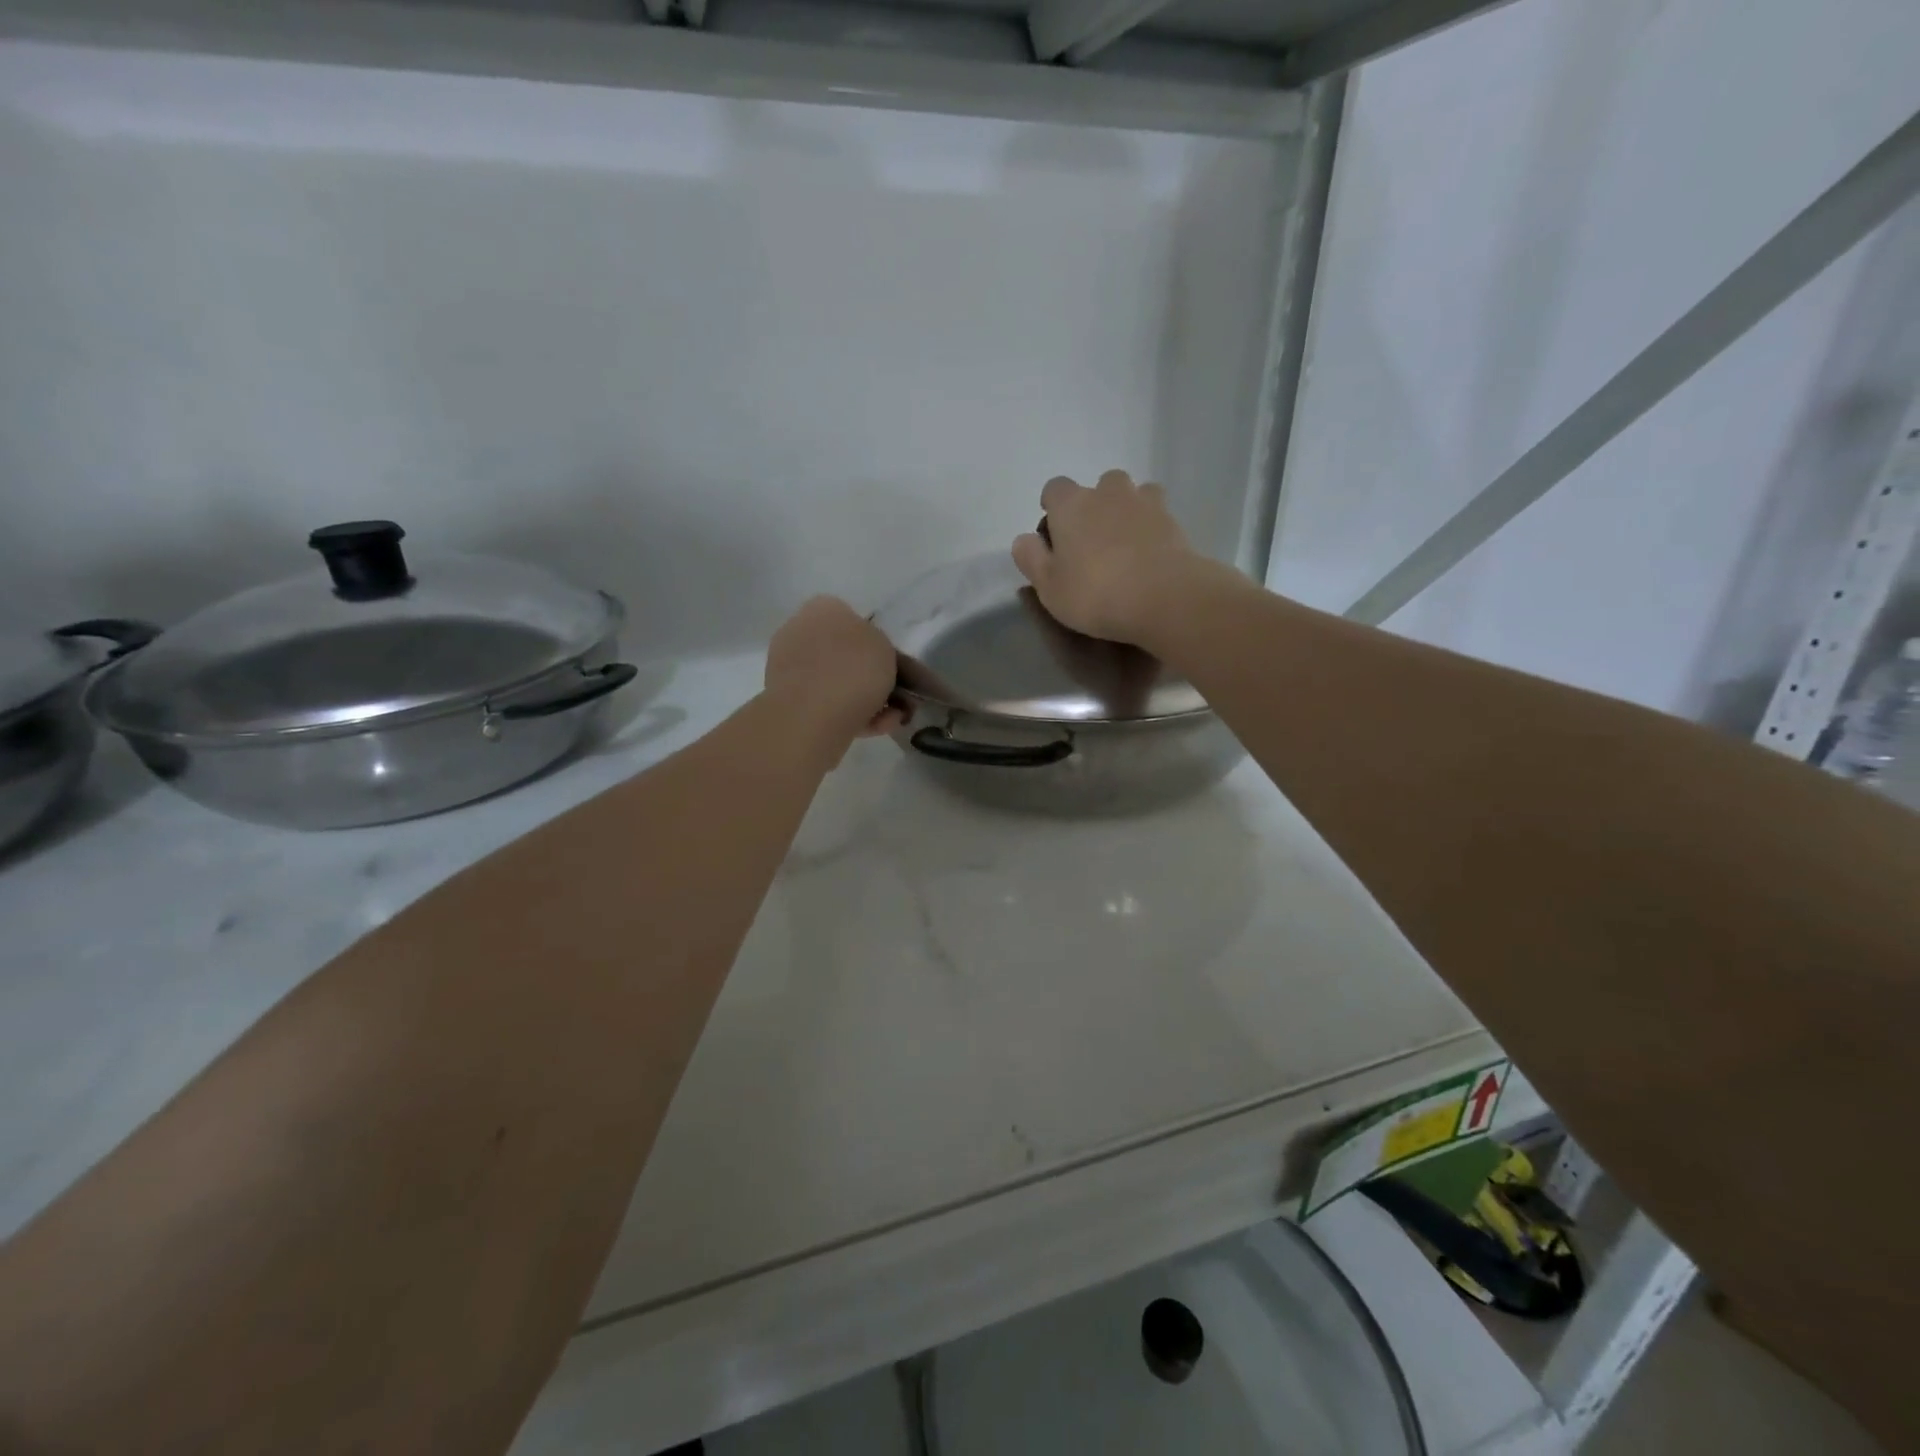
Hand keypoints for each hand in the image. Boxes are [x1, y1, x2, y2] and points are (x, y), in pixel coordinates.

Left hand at [764, 596, 903, 756]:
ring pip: (836, 682)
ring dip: (866, 699)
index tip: (892, 665)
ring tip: (891, 719)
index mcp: (823, 608)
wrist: (813, 714)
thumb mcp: (887, 648)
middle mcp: (800, 631)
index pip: (852, 618)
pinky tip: (875, 728)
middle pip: (844, 653)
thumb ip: (881, 648)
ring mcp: (789, 667)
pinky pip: (826, 704)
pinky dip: (851, 714)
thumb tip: (872, 657)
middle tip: (895, 695)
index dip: (876, 643)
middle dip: (870, 676)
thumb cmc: (854, 669)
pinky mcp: (787, 701)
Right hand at [1011, 471, 1204, 644]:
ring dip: (1127, 511)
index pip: (1055, 488)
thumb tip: (1023, 539)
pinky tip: (1149, 554)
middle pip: (1099, 486)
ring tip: (1125, 544)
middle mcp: (1108, 493)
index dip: (1053, 507)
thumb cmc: (1095, 593)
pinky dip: (1151, 528)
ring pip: (1133, 494)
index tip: (1054, 533)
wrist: (1164, 597)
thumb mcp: (1049, 587)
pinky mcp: (1174, 522)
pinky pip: (1158, 515)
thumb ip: (1031, 559)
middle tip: (1092, 542)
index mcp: (1072, 504)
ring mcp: (1146, 503)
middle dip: (1094, 506)